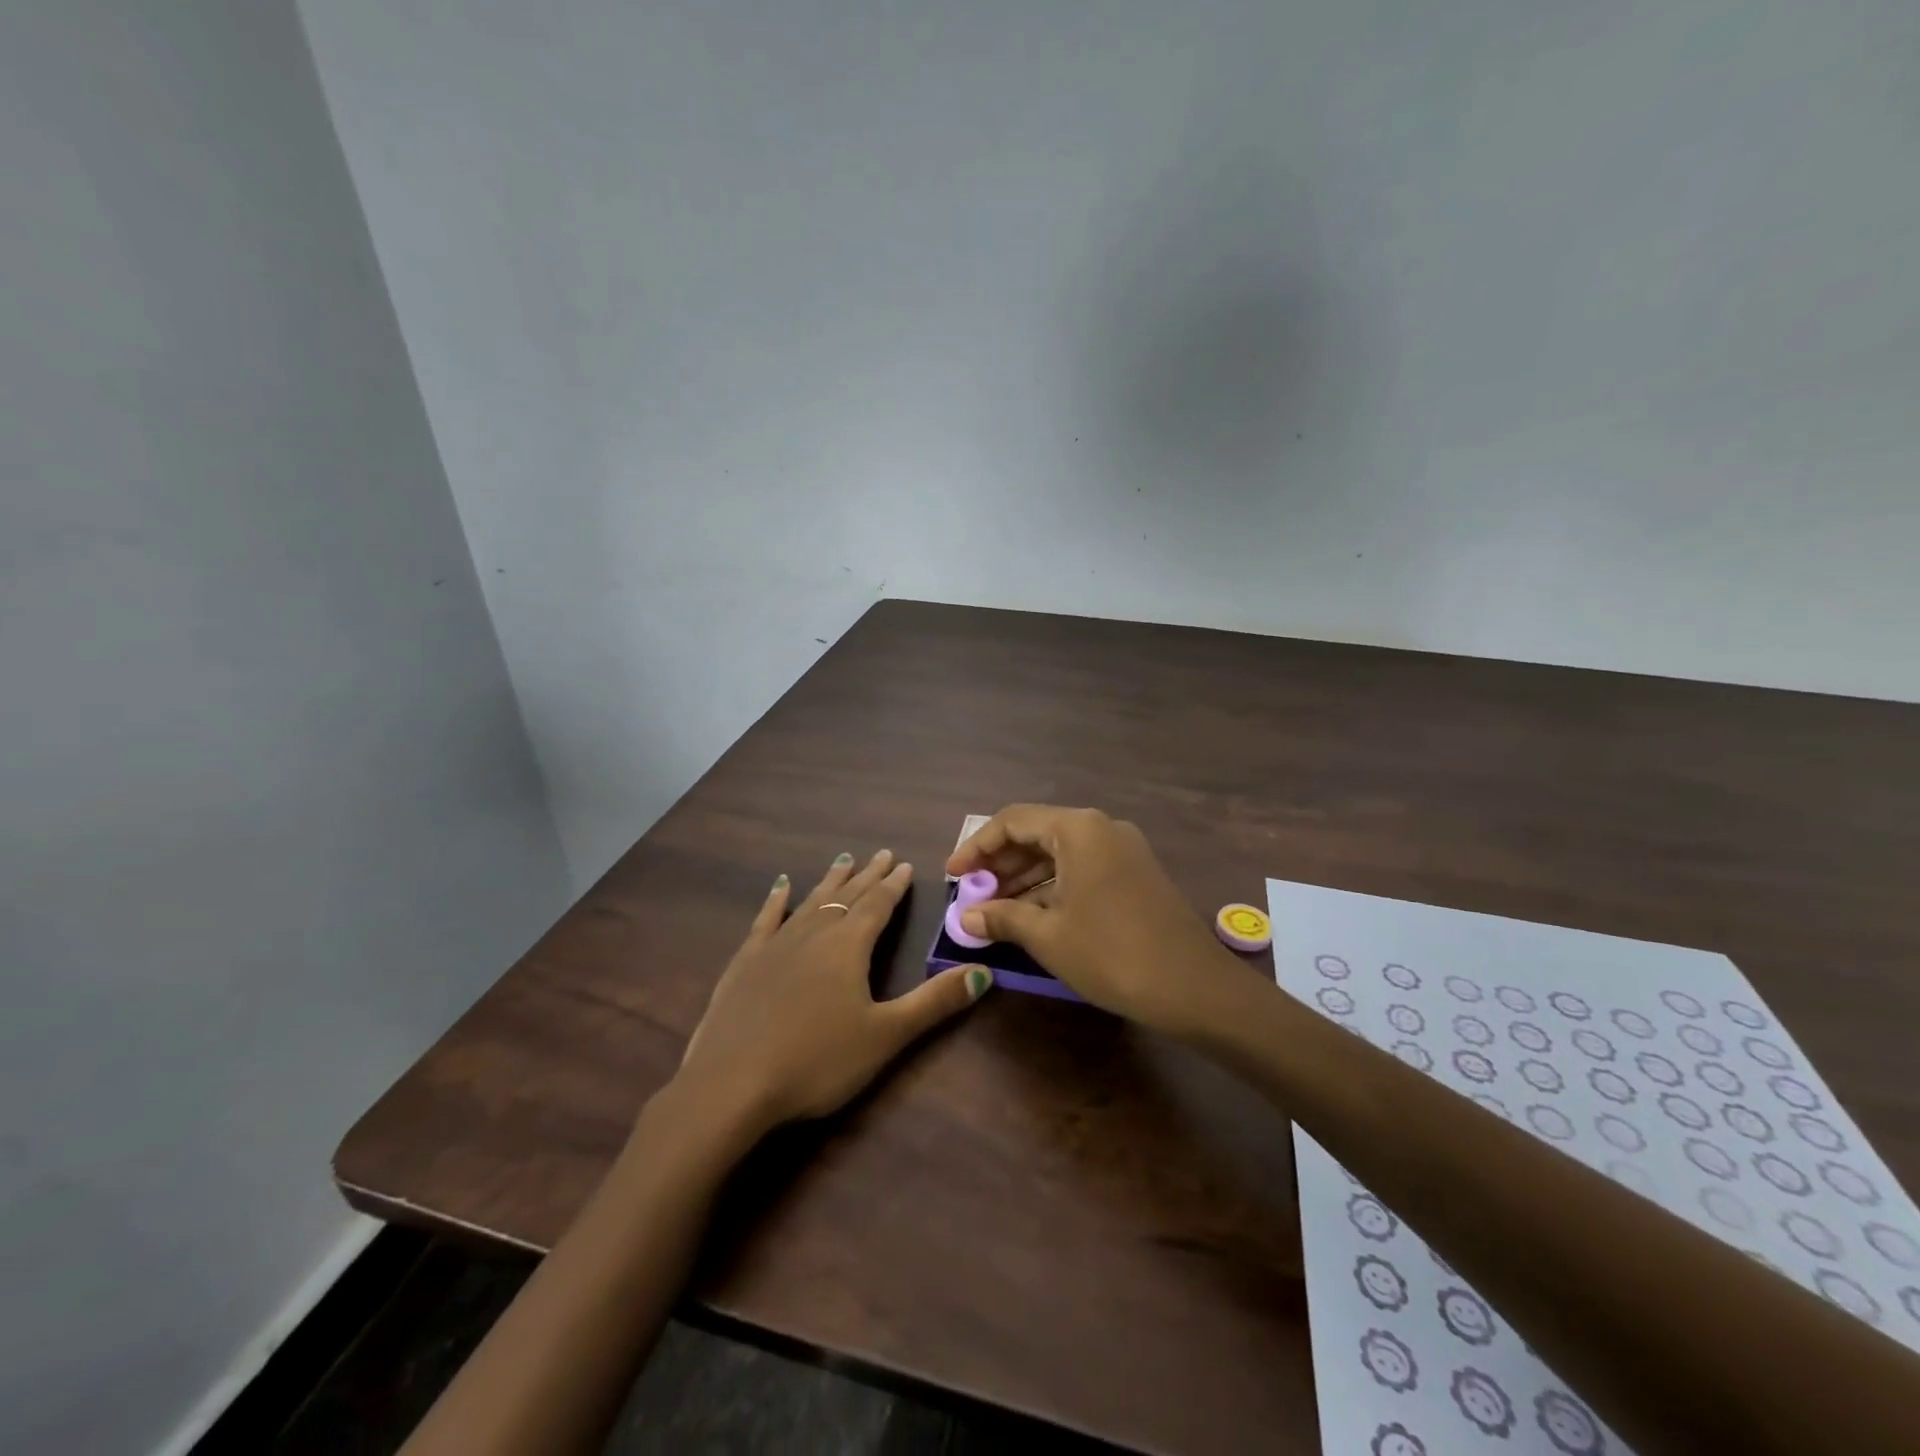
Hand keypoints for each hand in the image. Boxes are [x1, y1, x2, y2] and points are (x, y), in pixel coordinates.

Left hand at [677, 849, 990, 1135]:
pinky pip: (766, 919)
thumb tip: (984, 972)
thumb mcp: (886, 1035)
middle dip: (867, 876)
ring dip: (831, 881)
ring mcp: (776, 944)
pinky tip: (781, 885)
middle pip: (847, 896)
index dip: (894, 885)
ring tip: (844, 860)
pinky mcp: (746, 961)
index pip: (878, 906)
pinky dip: (776, 899)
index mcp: (849, 947)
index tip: (904, 863)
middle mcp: (814, 934)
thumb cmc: (817, 1061)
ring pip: (811, 901)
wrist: (732, 1084)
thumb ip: (935, 1002)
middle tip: (881, 853)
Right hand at [946, 805, 1240, 1033]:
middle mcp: (1101, 828)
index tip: (951, 876)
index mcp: (1078, 829)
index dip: (976, 847)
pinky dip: (1052, 886)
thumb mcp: (1048, 936)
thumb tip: (965, 917)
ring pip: (1060, 852)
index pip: (1012, 821)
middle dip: (999, 863)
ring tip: (993, 907)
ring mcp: (1123, 849)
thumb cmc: (1112, 953)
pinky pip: (1082, 867)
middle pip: (1036, 833)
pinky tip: (1032, 913)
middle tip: (970, 894)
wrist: (1195, 988)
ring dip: (1024, 876)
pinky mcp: (1135, 873)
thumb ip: (1002, 917)